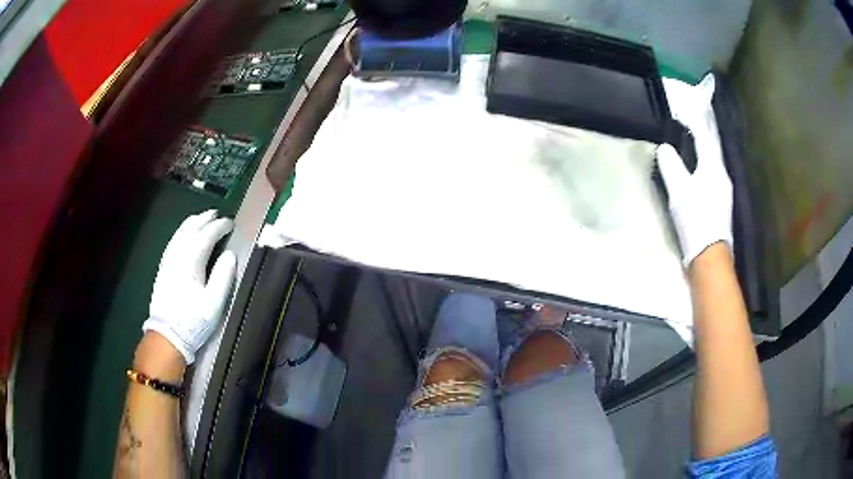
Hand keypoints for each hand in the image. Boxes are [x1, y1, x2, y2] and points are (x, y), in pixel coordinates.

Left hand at [143, 210, 236, 363]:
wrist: (167, 335)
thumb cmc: (193, 321)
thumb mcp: (214, 304)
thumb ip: (223, 277)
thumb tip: (230, 254)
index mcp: (191, 262)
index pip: (206, 236)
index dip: (219, 227)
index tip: (230, 223)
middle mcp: (177, 256)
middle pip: (191, 230)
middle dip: (204, 219)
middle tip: (217, 214)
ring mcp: (168, 261)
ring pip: (179, 233)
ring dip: (192, 222)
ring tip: (201, 217)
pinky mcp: (163, 268)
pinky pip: (172, 241)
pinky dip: (181, 232)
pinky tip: (183, 233)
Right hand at [657, 74, 732, 266]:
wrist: (710, 256)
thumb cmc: (696, 220)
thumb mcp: (680, 191)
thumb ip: (671, 165)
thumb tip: (665, 148)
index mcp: (713, 167)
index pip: (703, 135)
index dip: (692, 121)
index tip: (680, 110)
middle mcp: (723, 175)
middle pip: (711, 147)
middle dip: (700, 133)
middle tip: (686, 123)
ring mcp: (724, 191)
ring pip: (712, 162)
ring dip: (702, 150)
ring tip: (690, 143)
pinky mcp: (721, 204)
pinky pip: (712, 175)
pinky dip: (703, 165)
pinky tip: (697, 170)